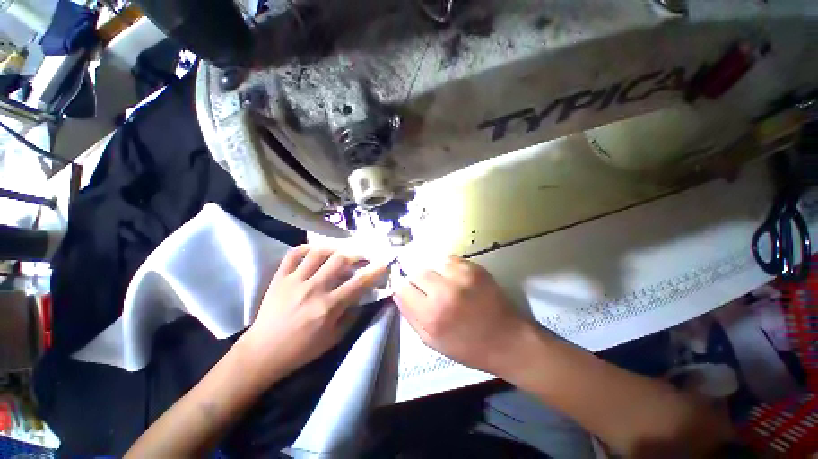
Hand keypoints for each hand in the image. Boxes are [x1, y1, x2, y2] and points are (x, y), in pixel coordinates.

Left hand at [238, 246, 387, 381]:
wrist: (263, 353)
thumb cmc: (301, 349)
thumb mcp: (334, 339)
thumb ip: (351, 316)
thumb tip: (363, 298)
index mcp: (328, 306)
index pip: (359, 283)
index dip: (375, 271)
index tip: (384, 263)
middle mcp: (314, 289)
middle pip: (340, 259)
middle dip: (356, 254)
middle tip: (362, 257)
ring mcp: (295, 281)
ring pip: (318, 252)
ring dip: (334, 249)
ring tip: (340, 253)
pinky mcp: (280, 278)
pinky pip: (293, 254)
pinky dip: (306, 248)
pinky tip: (315, 252)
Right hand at [394, 256, 537, 375]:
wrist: (509, 340)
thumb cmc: (468, 347)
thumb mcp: (432, 342)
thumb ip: (411, 317)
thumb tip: (398, 294)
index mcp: (431, 315)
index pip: (402, 288)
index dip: (403, 289)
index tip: (408, 291)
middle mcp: (444, 292)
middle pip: (416, 272)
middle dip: (417, 280)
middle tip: (427, 289)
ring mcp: (461, 277)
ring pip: (433, 263)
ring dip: (434, 273)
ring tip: (442, 283)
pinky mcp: (474, 268)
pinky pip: (450, 260)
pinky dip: (448, 267)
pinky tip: (455, 279)